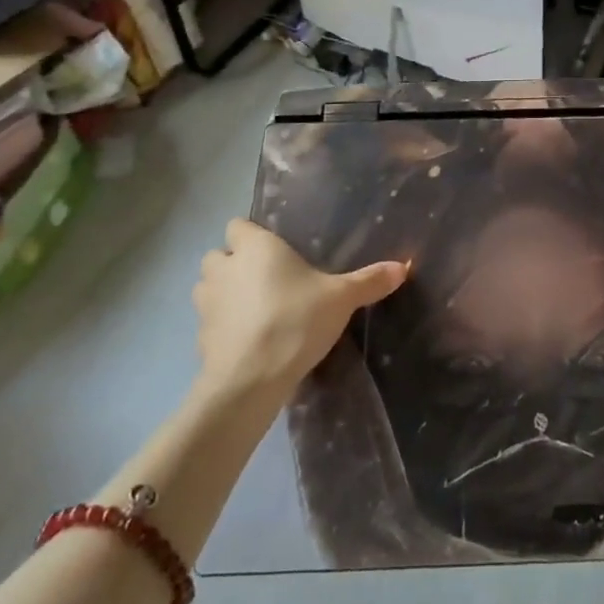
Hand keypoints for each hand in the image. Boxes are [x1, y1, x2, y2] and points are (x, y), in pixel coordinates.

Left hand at [192, 220, 405, 399]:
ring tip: (254, 309)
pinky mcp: (200, 337)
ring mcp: (207, 303)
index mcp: (255, 247)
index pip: (237, 224)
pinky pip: (210, 322)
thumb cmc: (296, 320)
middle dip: (234, 264)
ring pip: (208, 287)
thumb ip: (369, 281)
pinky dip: (223, 326)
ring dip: (224, 293)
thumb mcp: (341, 299)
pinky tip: (248, 340)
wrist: (251, 379)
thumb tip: (404, 266)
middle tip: (267, 280)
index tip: (275, 251)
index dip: (251, 235)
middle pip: (218, 255)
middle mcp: (225, 268)